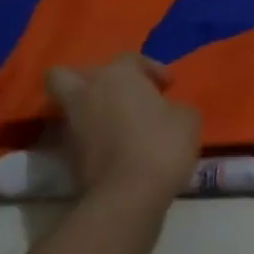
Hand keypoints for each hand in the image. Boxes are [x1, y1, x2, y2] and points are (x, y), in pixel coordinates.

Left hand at [46, 54, 200, 215]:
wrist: (128, 195)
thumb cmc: (162, 144)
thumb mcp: (188, 117)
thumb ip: (174, 106)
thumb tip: (165, 110)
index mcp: (116, 76)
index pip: (130, 58)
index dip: (152, 69)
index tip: (169, 86)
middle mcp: (86, 94)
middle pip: (67, 74)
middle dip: (90, 80)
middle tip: (119, 94)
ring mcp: (71, 125)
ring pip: (70, 106)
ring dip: (90, 110)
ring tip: (119, 124)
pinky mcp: (66, 156)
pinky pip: (77, 135)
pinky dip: (91, 137)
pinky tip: (116, 146)